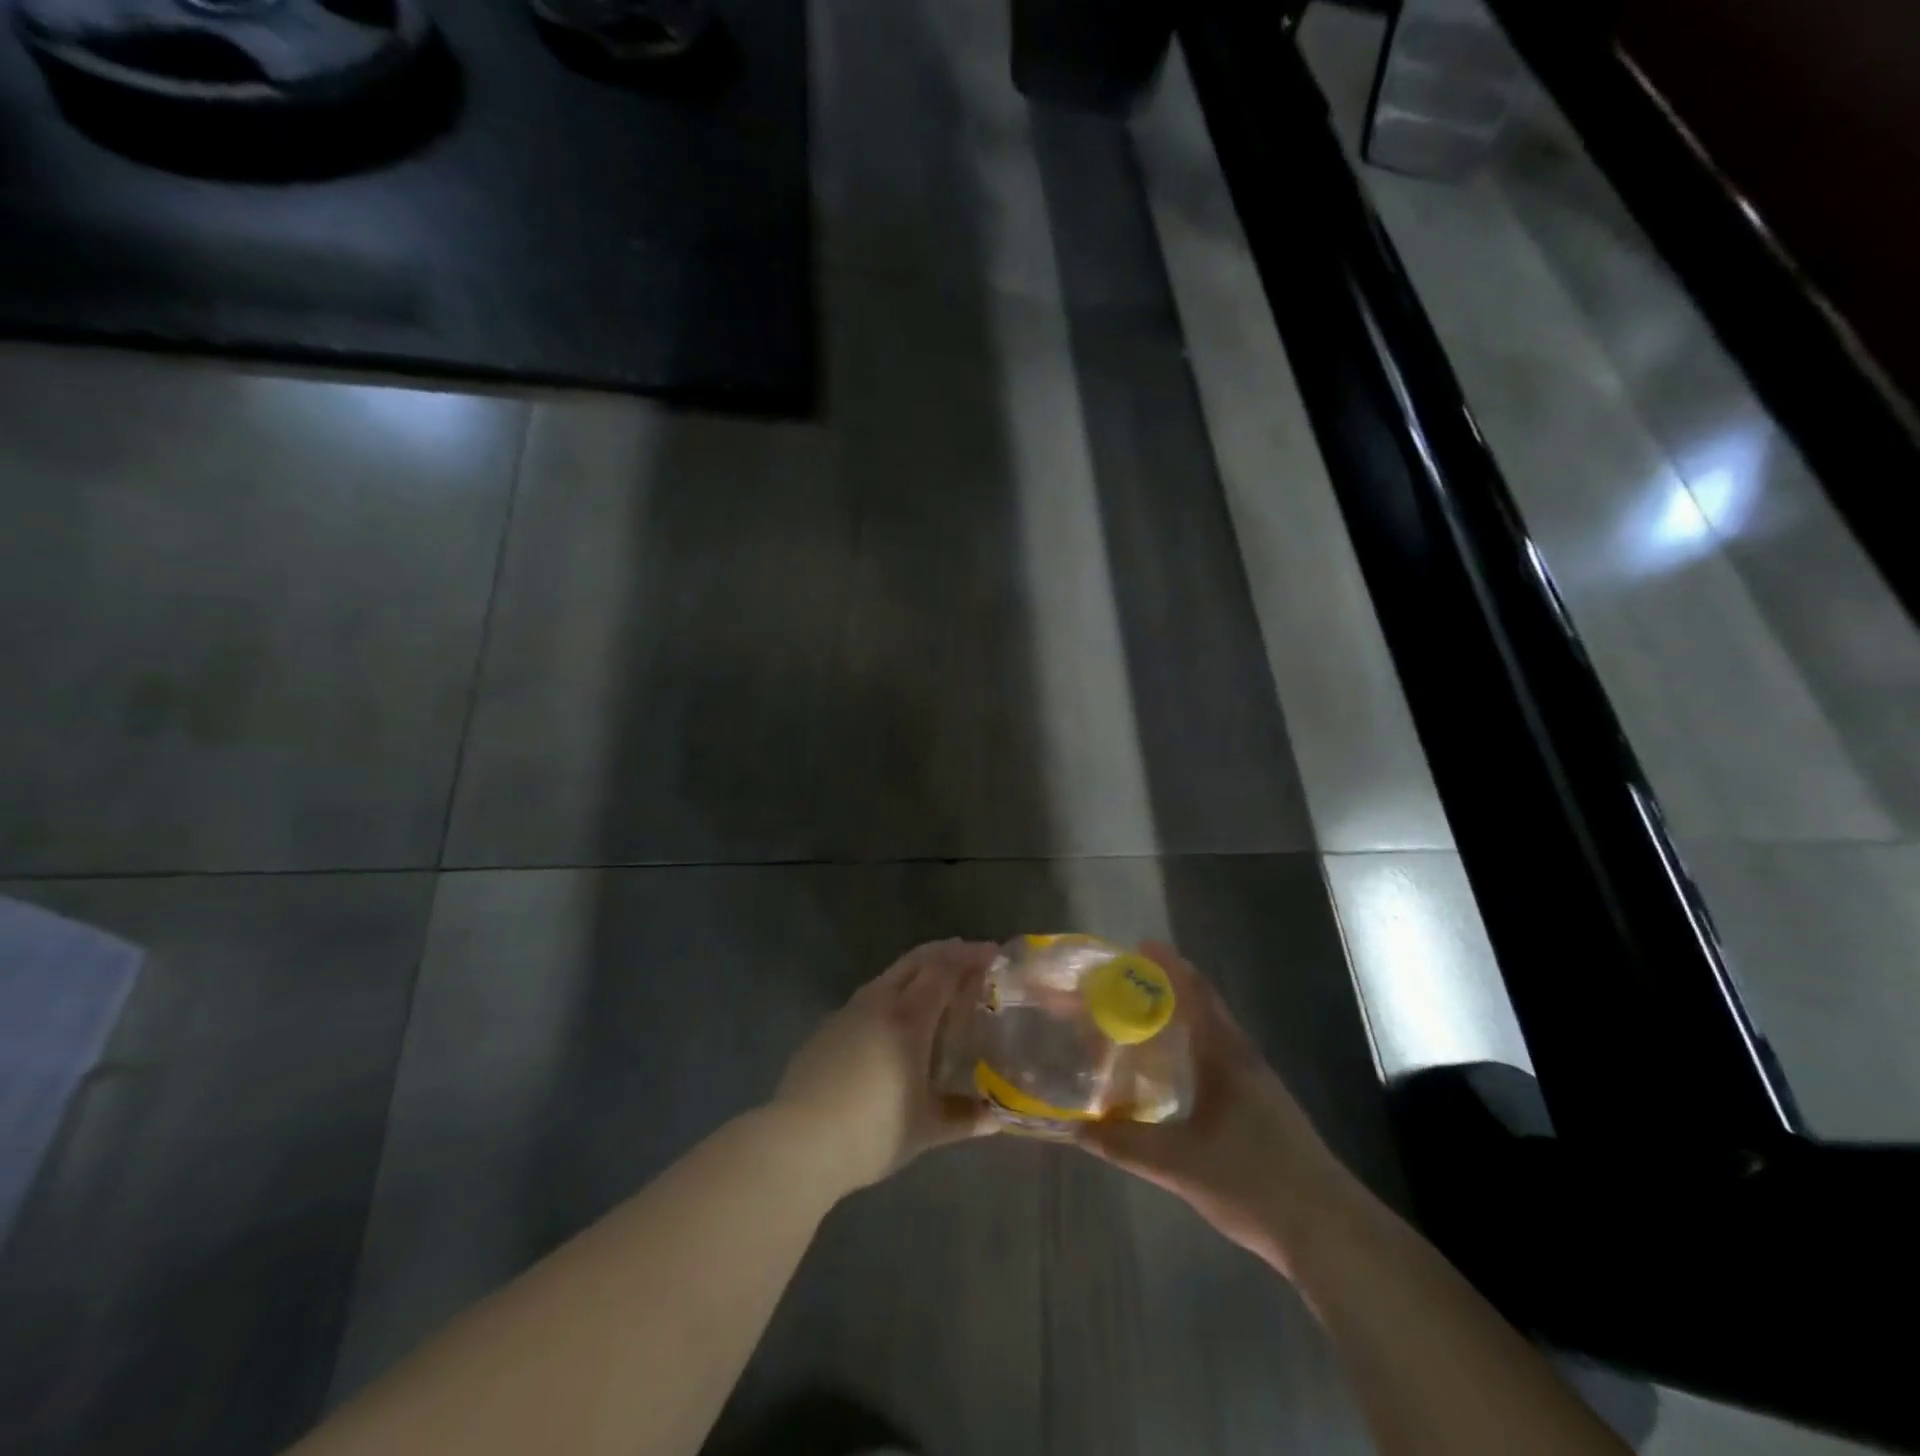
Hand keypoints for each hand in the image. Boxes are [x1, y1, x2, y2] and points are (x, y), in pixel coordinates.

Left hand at [772, 939, 999, 1193]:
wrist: (798, 1143)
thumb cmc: (872, 1132)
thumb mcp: (925, 1129)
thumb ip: (964, 1118)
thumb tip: (995, 1116)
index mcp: (909, 1018)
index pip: (944, 969)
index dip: (970, 957)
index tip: (993, 953)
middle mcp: (879, 1002)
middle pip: (917, 960)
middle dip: (946, 952)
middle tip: (971, 957)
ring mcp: (848, 1012)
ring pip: (890, 976)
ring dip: (918, 970)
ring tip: (937, 986)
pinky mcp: (827, 1027)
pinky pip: (868, 997)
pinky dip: (893, 993)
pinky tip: (895, 1021)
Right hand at [1078, 941, 1351, 1275]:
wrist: (1331, 1234)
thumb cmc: (1254, 1183)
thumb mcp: (1179, 1165)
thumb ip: (1126, 1144)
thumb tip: (1077, 1129)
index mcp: (1226, 1055)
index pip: (1196, 993)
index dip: (1168, 966)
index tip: (1138, 948)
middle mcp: (1243, 1059)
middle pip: (1203, 1009)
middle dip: (1166, 992)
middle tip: (1123, 990)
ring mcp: (1257, 1086)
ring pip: (1211, 1037)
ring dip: (1179, 1024)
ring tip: (1139, 1028)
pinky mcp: (1263, 1112)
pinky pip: (1218, 1063)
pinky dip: (1190, 1053)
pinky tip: (1171, 1079)